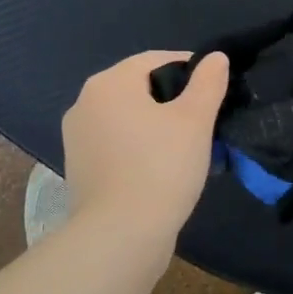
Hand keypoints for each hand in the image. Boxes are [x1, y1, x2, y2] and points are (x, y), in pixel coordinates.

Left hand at [61, 49, 229, 244]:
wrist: (119, 236)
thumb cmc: (160, 168)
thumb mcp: (195, 120)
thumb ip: (207, 83)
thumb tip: (215, 57)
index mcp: (109, 83)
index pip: (155, 60)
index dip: (189, 68)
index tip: (215, 89)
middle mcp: (85, 102)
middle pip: (139, 88)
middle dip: (173, 99)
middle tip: (205, 120)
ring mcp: (77, 137)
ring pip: (127, 118)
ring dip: (156, 125)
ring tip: (188, 147)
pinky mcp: (79, 167)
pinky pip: (116, 144)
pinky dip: (139, 147)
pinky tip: (161, 168)